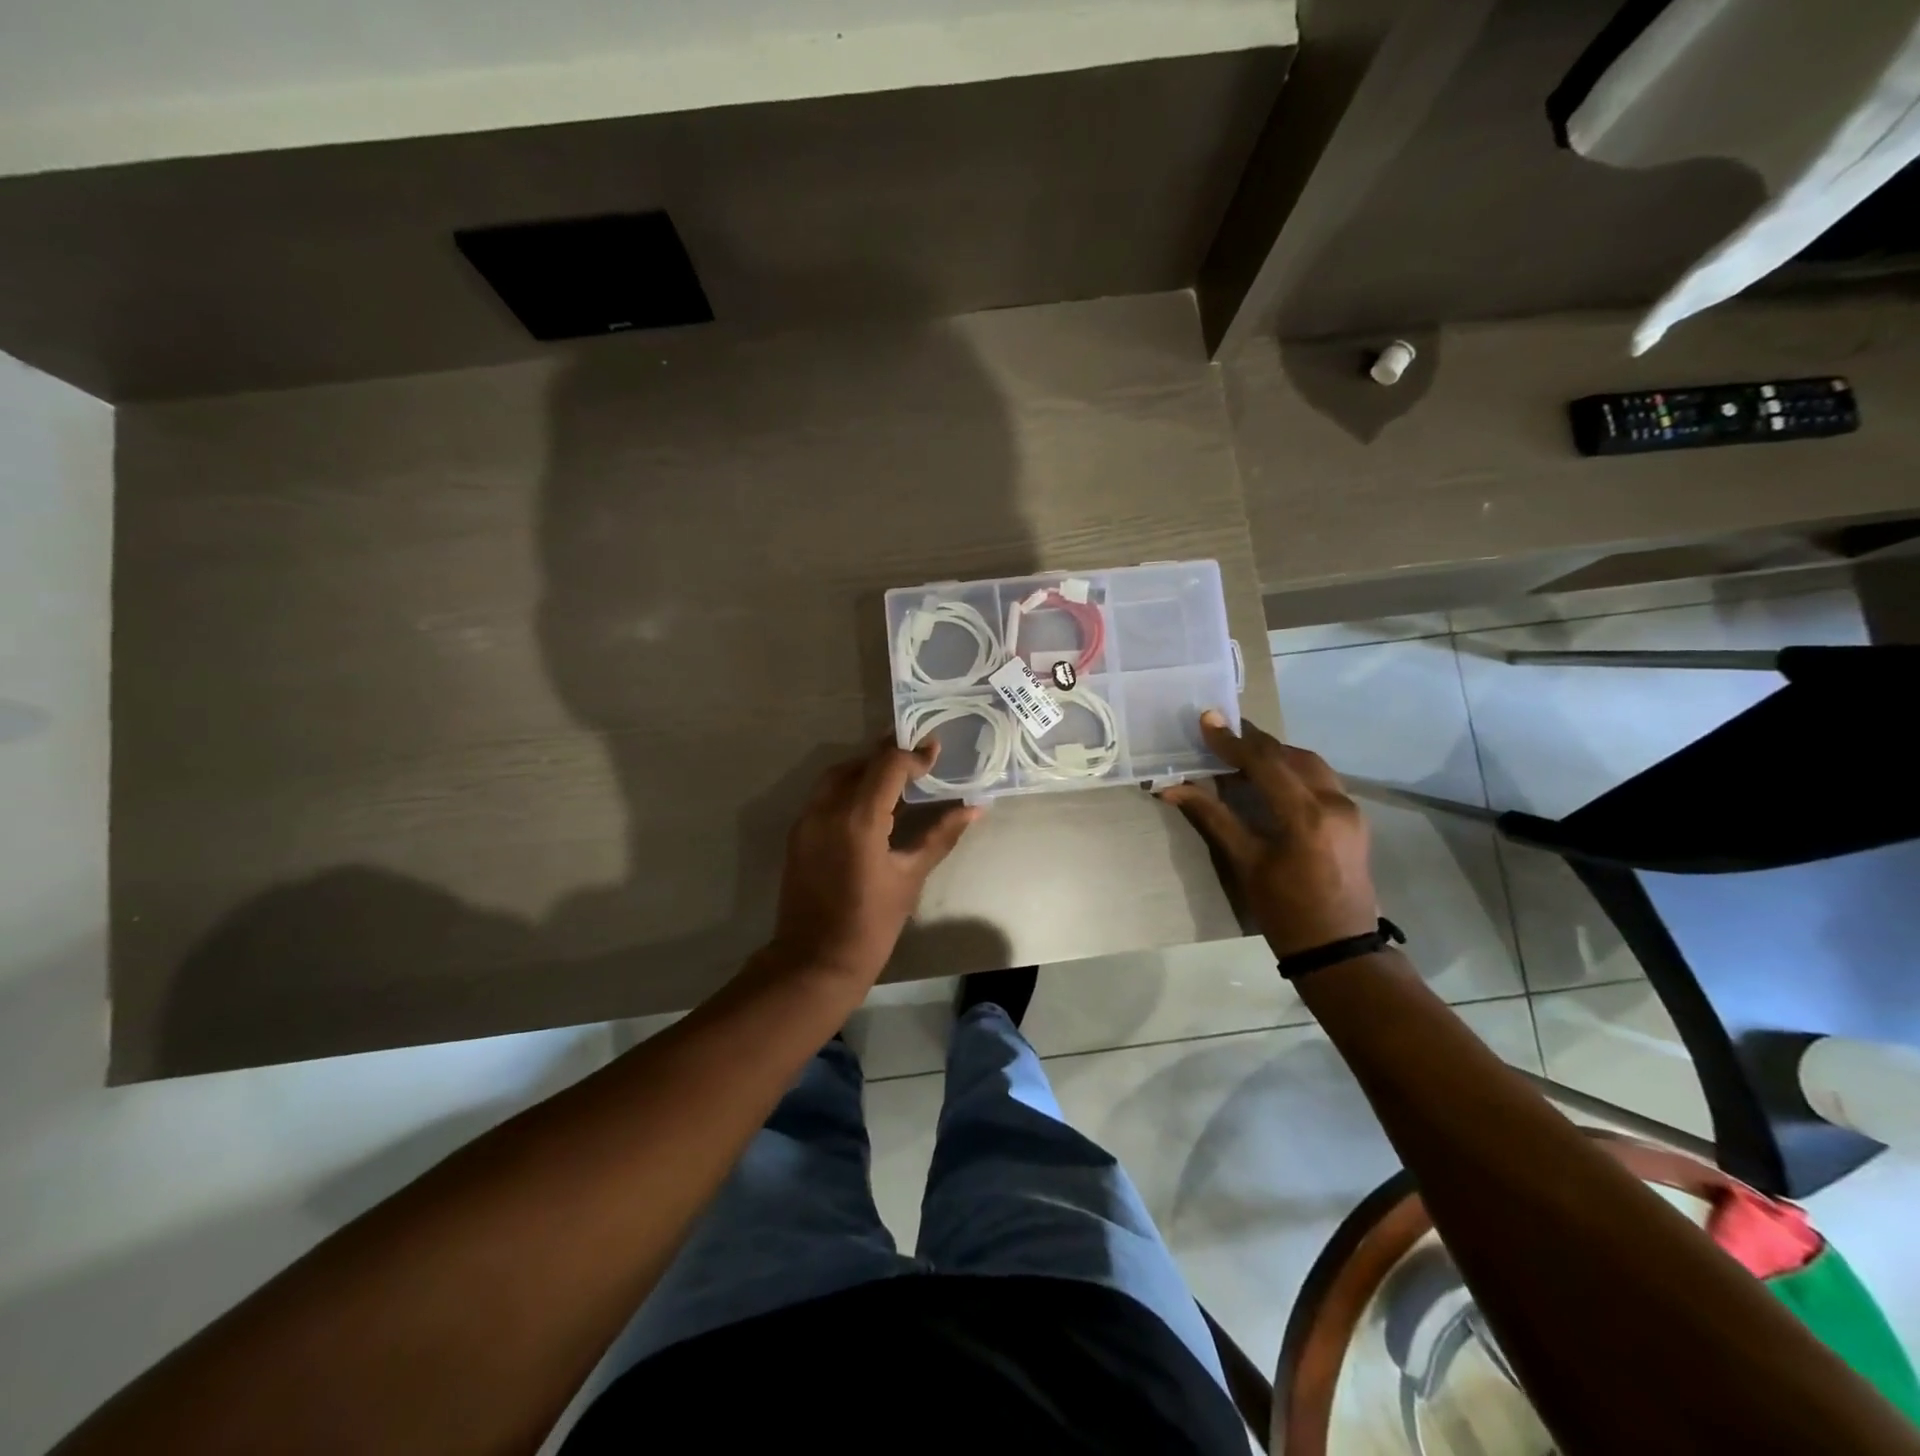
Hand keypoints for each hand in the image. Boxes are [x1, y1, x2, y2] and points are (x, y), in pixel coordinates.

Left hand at [767, 737, 979, 986]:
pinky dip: (848, 787)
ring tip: (896, 776)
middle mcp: (827, 809)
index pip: (887, 766)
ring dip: (866, 768)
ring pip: (837, 776)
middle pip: (860, 764)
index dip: (913, 755)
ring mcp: (807, 820)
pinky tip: (870, 802)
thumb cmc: (871, 923)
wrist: (816, 960)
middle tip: (918, 758)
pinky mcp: (798, 833)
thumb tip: (974, 809)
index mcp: (858, 819)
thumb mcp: (911, 877)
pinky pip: (824, 795)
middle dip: (889, 756)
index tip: (935, 751)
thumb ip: (940, 835)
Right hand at [1158, 711, 1380, 958]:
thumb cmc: (1285, 911)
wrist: (1339, 948)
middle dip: (1254, 742)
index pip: (1265, 763)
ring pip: (1310, 764)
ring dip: (1275, 754)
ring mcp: (1350, 809)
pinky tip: (1271, 777)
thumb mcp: (1245, 863)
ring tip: (1241, 752)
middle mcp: (1335, 802)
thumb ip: (1212, 817)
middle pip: (1290, 755)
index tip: (1206, 720)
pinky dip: (1293, 770)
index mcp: (1307, 815)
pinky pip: (1321, 779)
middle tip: (1221, 732)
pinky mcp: (1354, 819)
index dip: (1232, 741)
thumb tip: (1172, 788)